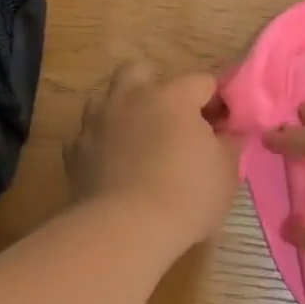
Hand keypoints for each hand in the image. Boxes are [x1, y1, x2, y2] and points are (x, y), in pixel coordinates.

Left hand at [66, 62, 239, 248]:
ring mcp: (97, 121)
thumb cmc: (186, 195)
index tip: (225, 126)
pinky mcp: (74, 150)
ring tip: (140, 140)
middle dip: (159, 88)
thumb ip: (230, 142)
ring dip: (125, 110)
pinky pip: (90, 134)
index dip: (218, 101)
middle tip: (175, 121)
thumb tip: (228, 132)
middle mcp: (131, 97)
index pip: (203, 81)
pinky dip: (104, 142)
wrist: (124, 231)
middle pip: (143, 72)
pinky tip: (116, 165)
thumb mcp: (227, 171)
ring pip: (108, 97)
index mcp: (172, 96)